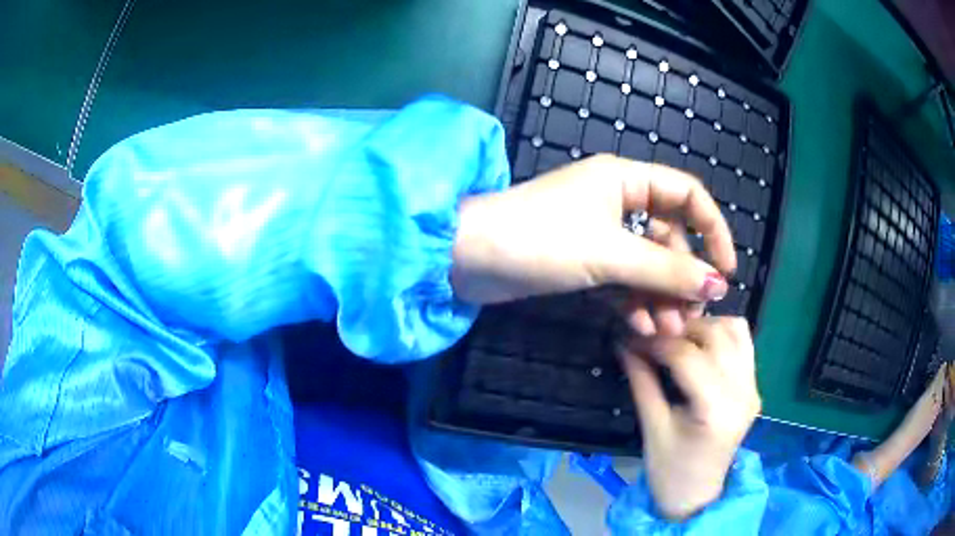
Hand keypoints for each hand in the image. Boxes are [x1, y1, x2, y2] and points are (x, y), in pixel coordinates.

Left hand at [451, 155, 735, 334]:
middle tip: (690, 315)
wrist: (468, 259)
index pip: (687, 195)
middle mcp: (617, 201)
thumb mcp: (611, 253)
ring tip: (666, 331)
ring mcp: (599, 233)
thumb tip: (718, 283)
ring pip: (645, 264)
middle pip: (668, 236)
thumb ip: (667, 269)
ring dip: (659, 296)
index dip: (713, 228)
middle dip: (681, 276)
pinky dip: (633, 301)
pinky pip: (622, 279)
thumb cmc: (539, 239)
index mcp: (626, 179)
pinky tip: (640, 327)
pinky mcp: (583, 261)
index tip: (726, 270)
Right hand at [619, 317, 759, 519]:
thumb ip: (642, 381)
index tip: (632, 338)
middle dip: (680, 329)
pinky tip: (700, 347)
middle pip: (715, 335)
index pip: (686, 356)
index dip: (656, 342)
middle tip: (653, 337)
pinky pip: (743, 343)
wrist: (697, 493)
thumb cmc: (669, 469)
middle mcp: (742, 391)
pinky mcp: (754, 386)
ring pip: (734, 330)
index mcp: (715, 409)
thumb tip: (625, 342)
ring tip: (678, 340)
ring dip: (704, 326)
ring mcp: (752, 387)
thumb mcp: (652, 427)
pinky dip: (722, 334)